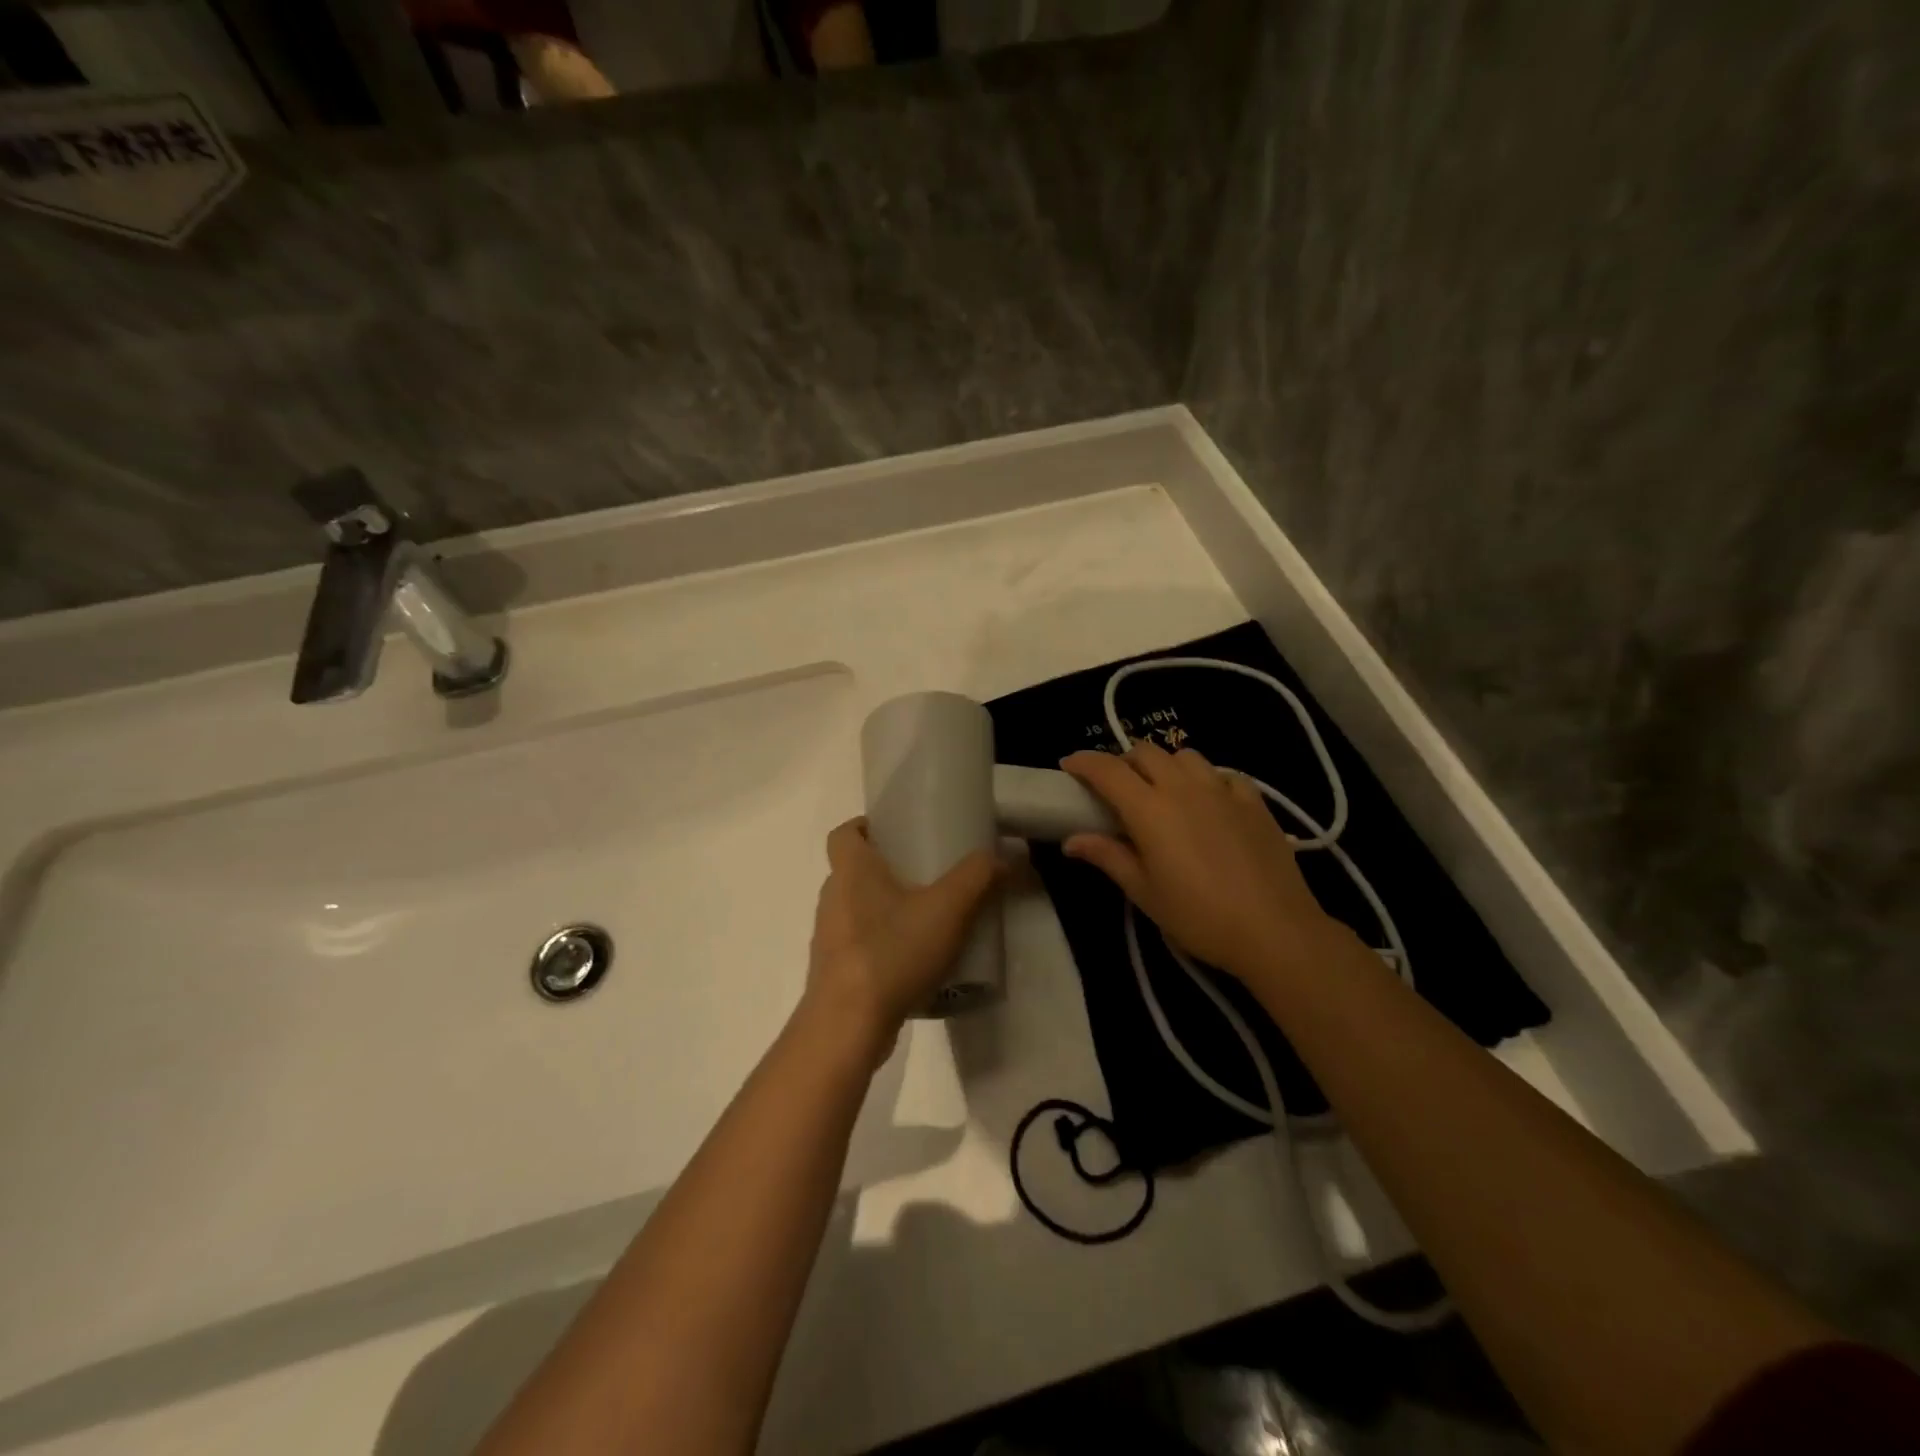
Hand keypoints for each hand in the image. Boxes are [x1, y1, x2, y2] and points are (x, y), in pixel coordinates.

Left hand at [804, 818, 1001, 1064]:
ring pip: (858, 910)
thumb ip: (978, 877)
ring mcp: (829, 939)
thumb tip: (1002, 856)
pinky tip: (916, 963)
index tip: (895, 832)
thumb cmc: (892, 952)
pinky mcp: (834, 974)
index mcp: (851, 871)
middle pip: (855, 871)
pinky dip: (883, 945)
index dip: (865, 826)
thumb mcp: (948, 908)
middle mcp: (832, 898)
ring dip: (887, 910)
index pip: (843, 833)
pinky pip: (860, 946)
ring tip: (928, 920)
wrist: (848, 1026)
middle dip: (888, 869)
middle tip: (928, 875)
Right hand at [1059, 742, 1341, 985]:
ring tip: (1162, 791)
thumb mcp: (1144, 892)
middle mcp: (1183, 788)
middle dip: (1123, 761)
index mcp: (1149, 809)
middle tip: (1115, 787)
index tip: (1069, 766)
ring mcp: (1222, 790)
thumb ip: (1108, 857)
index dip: (1084, 762)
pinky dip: (1206, 778)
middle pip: (1145, 752)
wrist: (1274, 930)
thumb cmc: (1198, 916)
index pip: (1107, 770)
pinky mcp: (1254, 801)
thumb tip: (1071, 841)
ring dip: (1165, 765)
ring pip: (1185, 755)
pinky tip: (1207, 801)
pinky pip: (1223, 773)